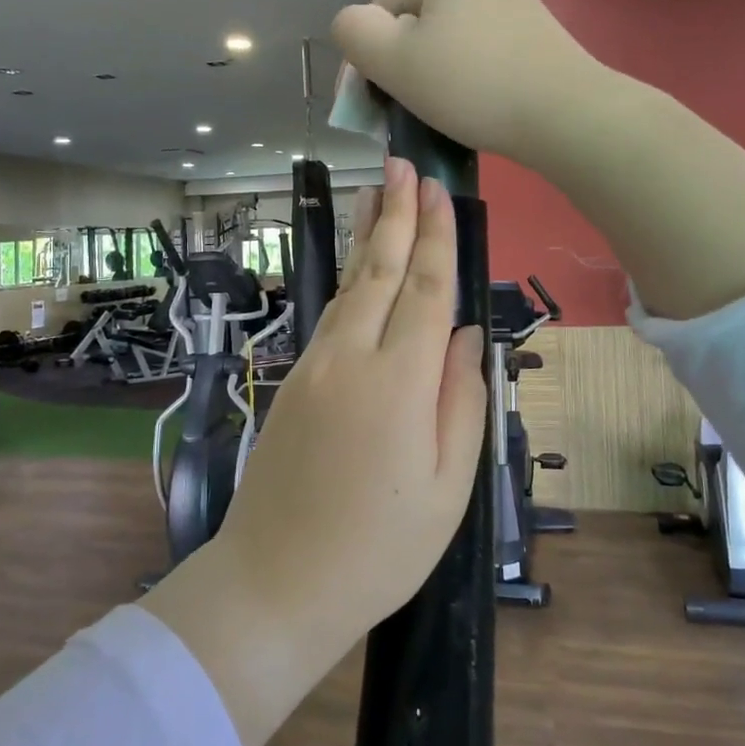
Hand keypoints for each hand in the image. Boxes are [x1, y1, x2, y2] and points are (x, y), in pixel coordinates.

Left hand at [138, 156, 486, 745]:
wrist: (276, 581)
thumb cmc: (380, 547)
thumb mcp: (448, 486)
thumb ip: (461, 401)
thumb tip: (468, 337)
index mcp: (399, 382)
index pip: (426, 291)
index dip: (436, 239)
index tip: (440, 193)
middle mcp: (351, 358)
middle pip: (379, 272)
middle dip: (395, 215)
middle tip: (403, 164)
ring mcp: (315, 367)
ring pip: (349, 287)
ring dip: (366, 238)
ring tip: (377, 194)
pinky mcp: (294, 382)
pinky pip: (331, 316)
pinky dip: (349, 280)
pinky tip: (359, 268)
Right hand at [331, 0, 601, 163]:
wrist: (565, 114)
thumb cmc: (470, 85)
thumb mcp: (392, 60)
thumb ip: (353, 33)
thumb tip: (354, 24)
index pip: (382, 9)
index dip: (366, 57)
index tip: (369, 104)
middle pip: (419, 22)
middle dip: (402, 65)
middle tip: (403, 110)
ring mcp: (518, 3)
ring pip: (453, 39)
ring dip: (435, 74)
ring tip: (440, 113)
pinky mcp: (540, 35)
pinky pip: (486, 52)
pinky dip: (471, 77)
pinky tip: (477, 106)